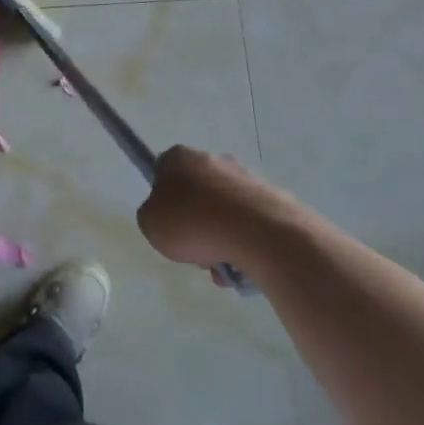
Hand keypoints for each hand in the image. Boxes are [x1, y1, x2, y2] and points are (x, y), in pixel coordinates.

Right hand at [137, 146, 300, 269]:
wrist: (260, 235)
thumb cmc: (193, 224)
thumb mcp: (150, 224)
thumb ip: (152, 216)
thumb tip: (170, 217)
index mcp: (179, 158)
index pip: (163, 172)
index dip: (162, 199)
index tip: (167, 223)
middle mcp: (213, 159)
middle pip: (196, 194)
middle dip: (195, 223)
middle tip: (194, 250)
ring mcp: (246, 178)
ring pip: (223, 212)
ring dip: (220, 237)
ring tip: (221, 266)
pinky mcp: (273, 199)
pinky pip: (249, 224)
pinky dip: (244, 243)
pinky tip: (243, 266)